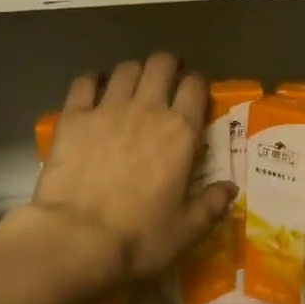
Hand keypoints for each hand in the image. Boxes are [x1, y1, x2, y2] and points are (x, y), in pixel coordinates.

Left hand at [30, 53, 235, 291]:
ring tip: (132, 87)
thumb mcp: (186, 230)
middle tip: (165, 81)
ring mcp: (107, 109)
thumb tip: (231, 189)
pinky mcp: (73, 117)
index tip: (194, 94)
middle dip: (167, 66)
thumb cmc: (139, 237)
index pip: (195, 87)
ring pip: (126, 68)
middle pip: (161, 64)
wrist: (77, 238)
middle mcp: (148, 110)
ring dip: (134, 72)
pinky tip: (94, 88)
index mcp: (181, 133)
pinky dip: (93, 80)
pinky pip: (84, 82)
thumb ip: (211, 205)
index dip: (197, 84)